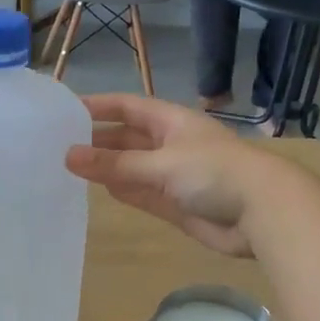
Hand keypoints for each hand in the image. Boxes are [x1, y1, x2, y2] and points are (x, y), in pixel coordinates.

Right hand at [66, 95, 283, 257]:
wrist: (263, 214)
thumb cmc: (214, 174)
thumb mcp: (161, 164)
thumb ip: (115, 165)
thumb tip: (68, 157)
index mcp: (170, 121)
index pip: (126, 107)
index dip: (97, 106)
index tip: (63, 112)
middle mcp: (169, 144)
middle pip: (126, 138)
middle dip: (96, 140)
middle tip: (56, 145)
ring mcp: (173, 175)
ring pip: (131, 168)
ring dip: (106, 168)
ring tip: (67, 168)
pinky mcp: (175, 204)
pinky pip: (141, 193)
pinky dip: (122, 191)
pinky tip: (97, 190)